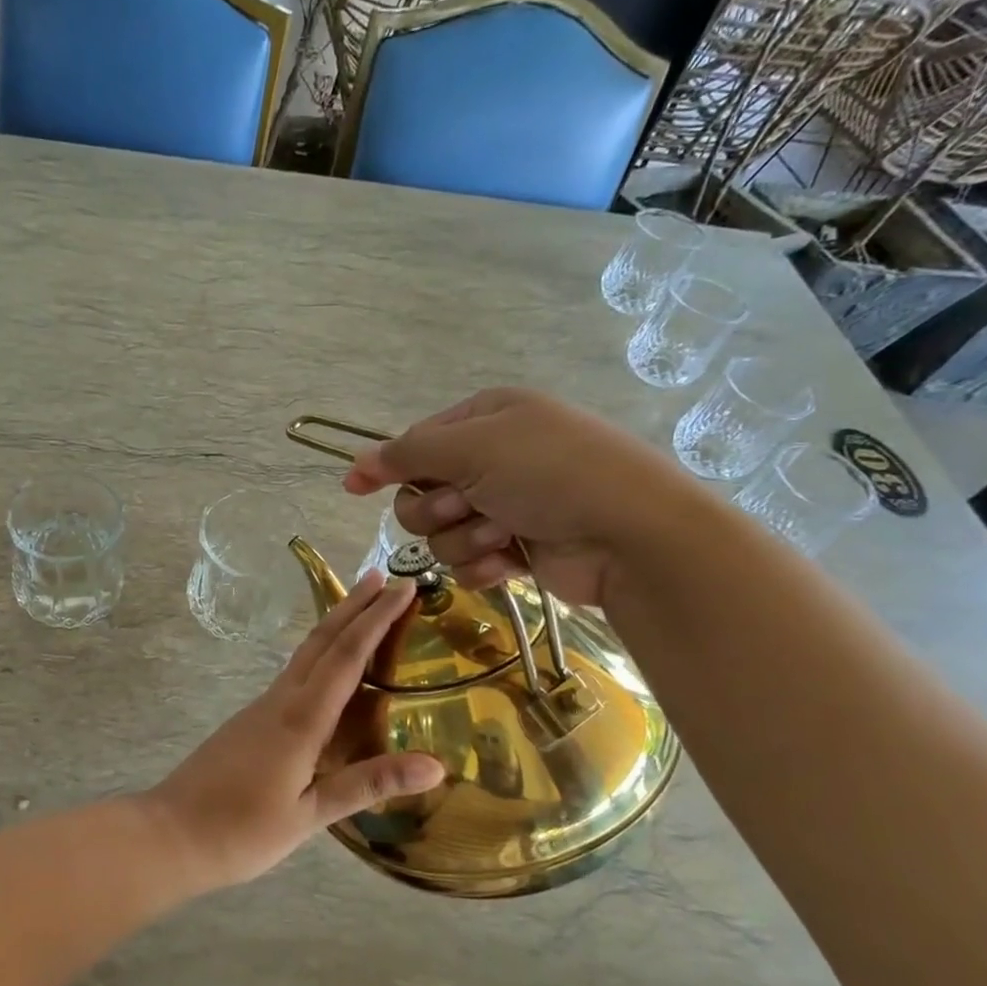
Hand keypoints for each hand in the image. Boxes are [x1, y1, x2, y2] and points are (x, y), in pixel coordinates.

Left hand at [140, 572, 443, 890]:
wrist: (170, 834)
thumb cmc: (241, 831)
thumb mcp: (310, 815)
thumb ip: (368, 784)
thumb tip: (436, 764)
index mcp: (300, 719)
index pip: (346, 656)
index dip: (377, 619)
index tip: (403, 587)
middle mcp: (281, 700)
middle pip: (322, 640)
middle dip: (354, 605)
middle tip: (384, 576)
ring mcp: (262, 707)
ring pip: (305, 653)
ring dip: (336, 624)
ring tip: (363, 606)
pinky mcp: (252, 720)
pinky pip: (294, 673)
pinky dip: (320, 654)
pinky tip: (330, 666)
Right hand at [343, 387, 711, 607]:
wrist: (631, 535)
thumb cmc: (551, 473)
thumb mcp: (473, 448)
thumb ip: (407, 454)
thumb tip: (356, 464)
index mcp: (486, 420)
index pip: (416, 443)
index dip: (388, 466)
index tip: (355, 489)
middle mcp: (493, 460)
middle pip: (421, 493)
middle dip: (437, 508)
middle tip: (467, 506)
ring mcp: (506, 506)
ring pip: (441, 533)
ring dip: (465, 538)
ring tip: (504, 534)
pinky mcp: (516, 549)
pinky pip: (468, 562)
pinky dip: (483, 564)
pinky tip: (509, 562)